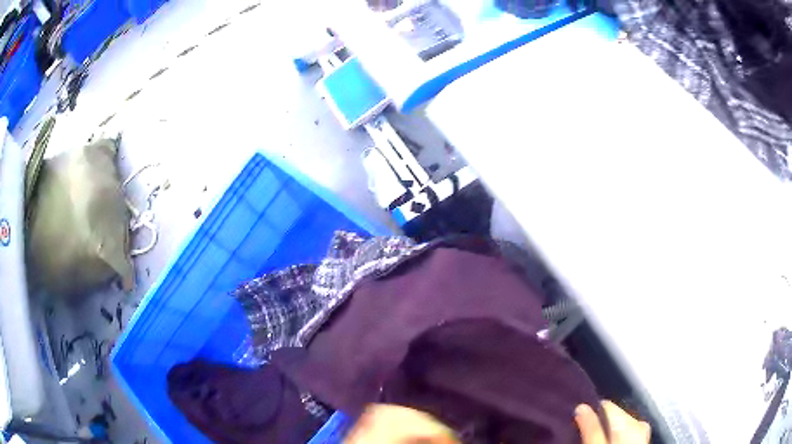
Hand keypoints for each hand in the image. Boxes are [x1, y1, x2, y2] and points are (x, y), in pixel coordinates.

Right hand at [575, 401, 650, 443]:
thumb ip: (591, 429)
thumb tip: (581, 406)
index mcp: (632, 421)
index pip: (606, 406)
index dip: (589, 412)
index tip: (573, 422)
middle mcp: (640, 424)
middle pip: (613, 417)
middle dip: (597, 424)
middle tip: (578, 435)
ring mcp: (641, 435)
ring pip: (617, 427)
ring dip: (603, 432)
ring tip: (588, 441)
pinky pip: (622, 436)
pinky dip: (611, 439)